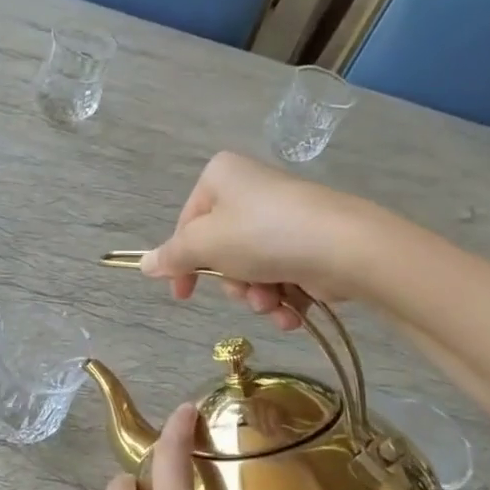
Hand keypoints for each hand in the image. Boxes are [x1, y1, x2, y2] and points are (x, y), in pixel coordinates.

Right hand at [139, 151, 359, 331]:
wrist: (345, 247)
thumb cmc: (263, 235)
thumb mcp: (205, 244)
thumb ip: (172, 256)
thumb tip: (144, 264)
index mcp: (221, 177)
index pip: (187, 224)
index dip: (182, 263)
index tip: (182, 296)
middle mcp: (251, 190)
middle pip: (221, 250)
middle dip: (232, 283)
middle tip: (244, 292)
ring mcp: (283, 217)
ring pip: (251, 268)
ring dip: (257, 296)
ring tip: (273, 304)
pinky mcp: (310, 242)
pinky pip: (281, 274)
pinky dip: (282, 298)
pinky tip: (291, 313)